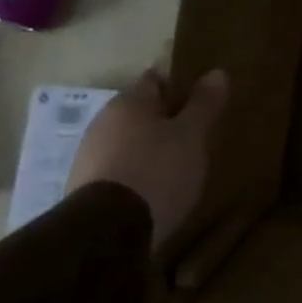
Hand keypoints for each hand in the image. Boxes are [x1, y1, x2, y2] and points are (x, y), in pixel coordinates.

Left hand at [66, 66, 228, 252]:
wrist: (109, 230)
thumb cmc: (158, 170)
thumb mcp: (192, 135)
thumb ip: (204, 104)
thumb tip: (217, 72)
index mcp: (129, 103)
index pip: (155, 80)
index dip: (178, 86)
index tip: (200, 100)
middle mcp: (102, 122)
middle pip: (139, 112)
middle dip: (164, 119)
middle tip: (193, 133)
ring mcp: (89, 155)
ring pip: (127, 141)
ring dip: (149, 147)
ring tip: (178, 164)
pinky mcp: (84, 187)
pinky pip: (118, 168)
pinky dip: (136, 171)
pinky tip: (154, 188)